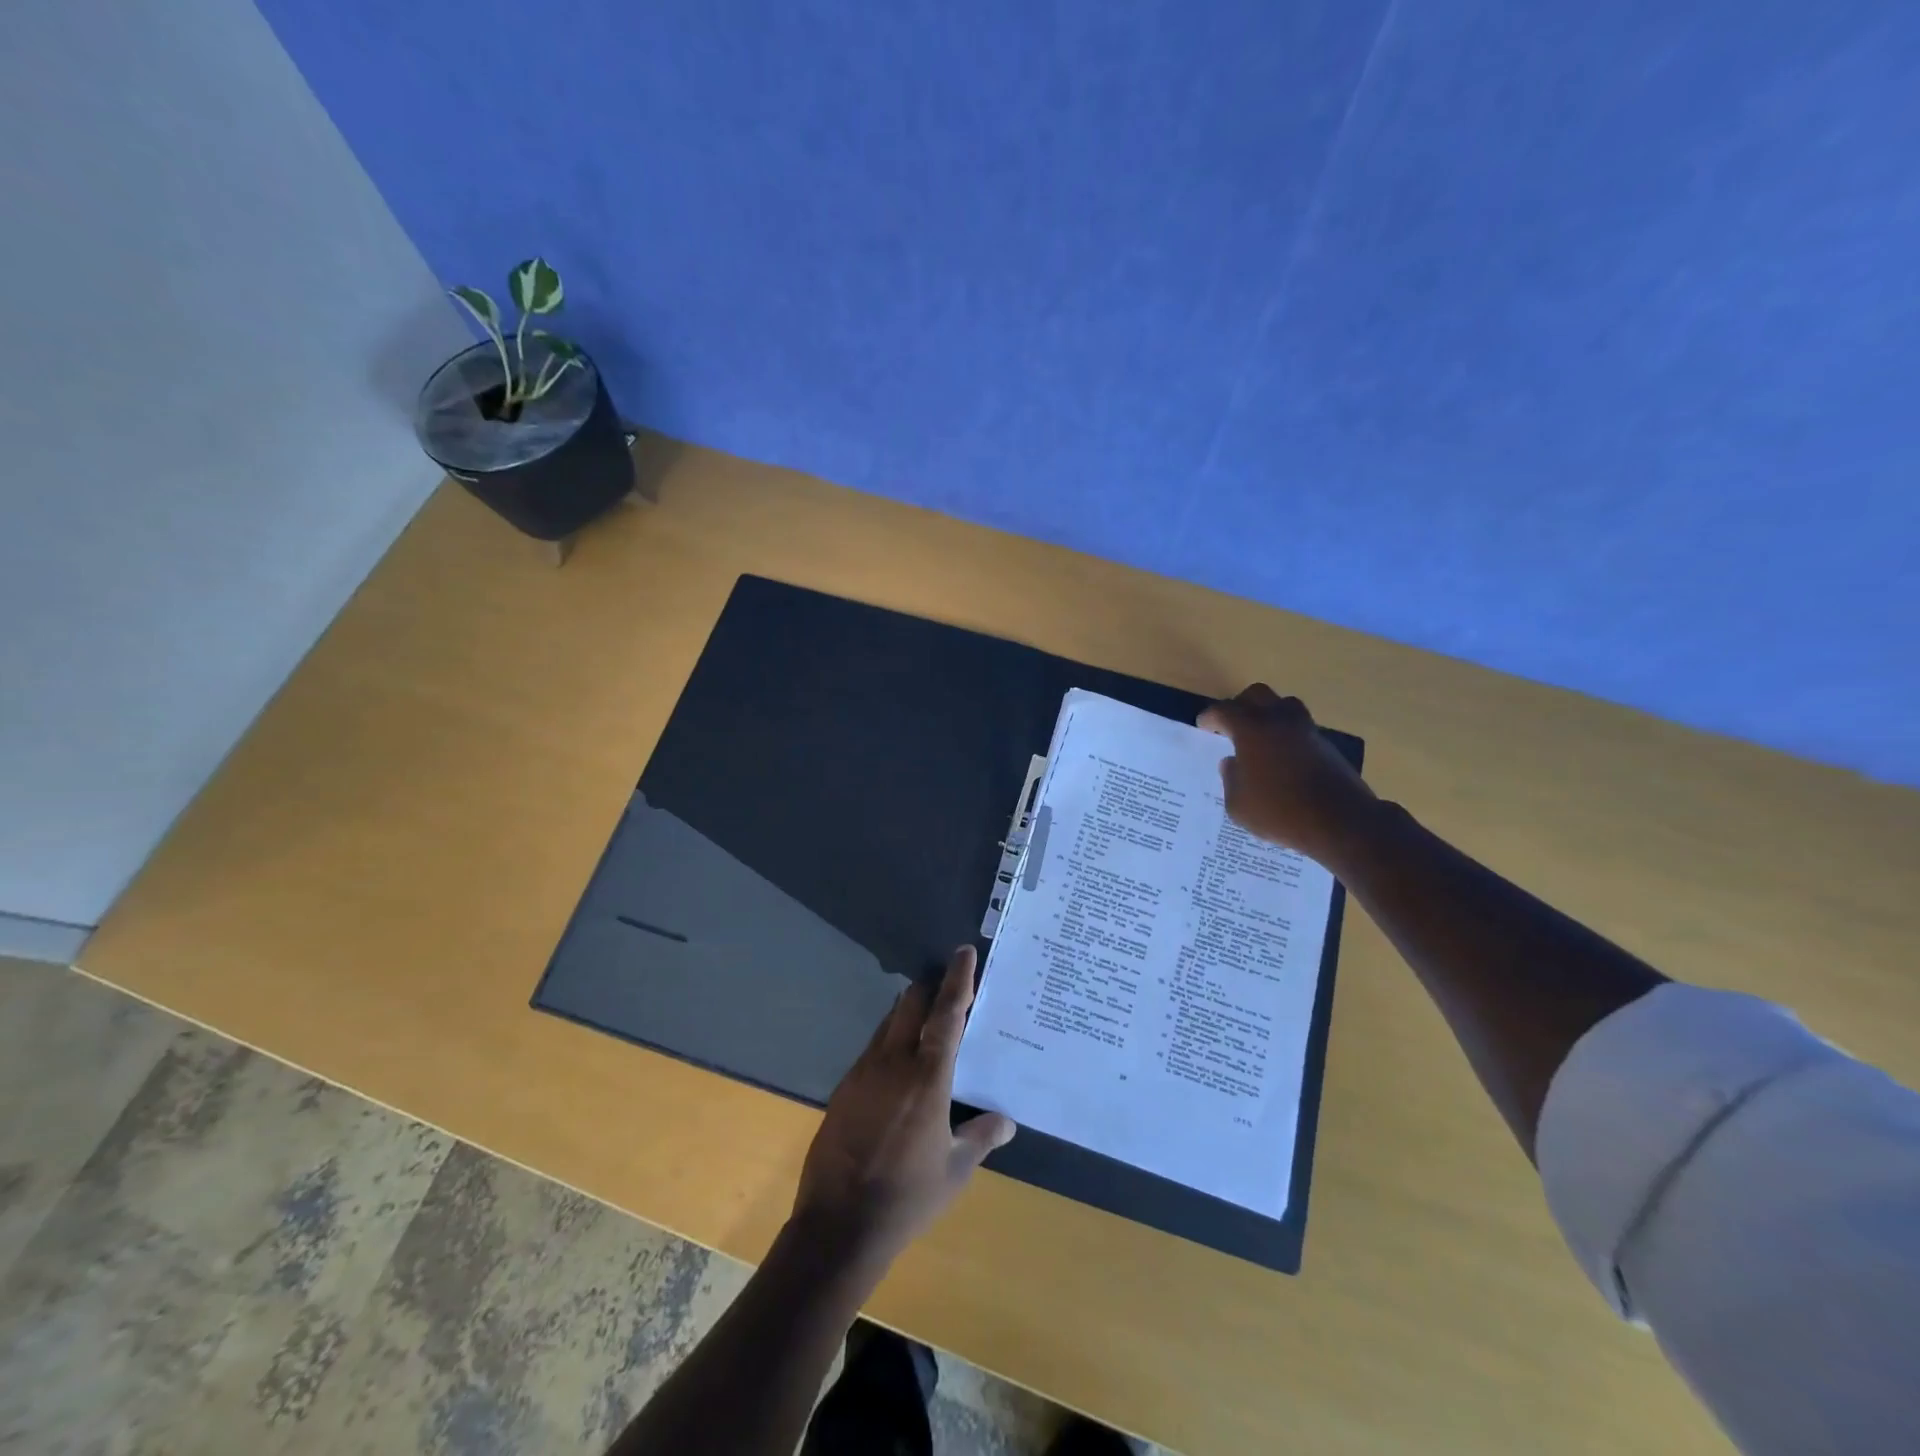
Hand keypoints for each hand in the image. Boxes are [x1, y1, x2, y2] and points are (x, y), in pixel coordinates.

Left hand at [791, 946, 1015, 1270]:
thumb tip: (1006, 1120)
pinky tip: (901, 1063)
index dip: (958, 980)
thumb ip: (982, 1137)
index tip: (965, 952)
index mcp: (927, 1076)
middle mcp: (893, 1061)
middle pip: (911, 1003)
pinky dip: (892, 1039)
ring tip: (930, 1021)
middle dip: (931, 988)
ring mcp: (864, 1071)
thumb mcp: (955, 1170)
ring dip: (910, 1012)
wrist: (838, 1225)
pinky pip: (874, 1047)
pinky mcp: (845, 1086)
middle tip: (952, 989)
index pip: (946, 1013)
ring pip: (890, 1022)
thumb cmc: (906, 1197)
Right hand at [1198, 684, 1377, 869]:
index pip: (1224, 710)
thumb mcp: (1238, 804)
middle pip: (1257, 695)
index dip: (1211, 717)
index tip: (1204, 725)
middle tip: (1231, 724)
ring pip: (1284, 705)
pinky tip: (1281, 756)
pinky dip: (1287, 734)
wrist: (1340, 822)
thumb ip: (1230, 779)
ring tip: (1260, 736)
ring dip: (1268, 714)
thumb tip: (1232, 763)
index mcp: (1252, 729)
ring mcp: (1306, 730)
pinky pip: (1300, 728)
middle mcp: (1279, 720)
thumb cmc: (1280, 812)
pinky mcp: (1326, 745)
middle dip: (1240, 705)